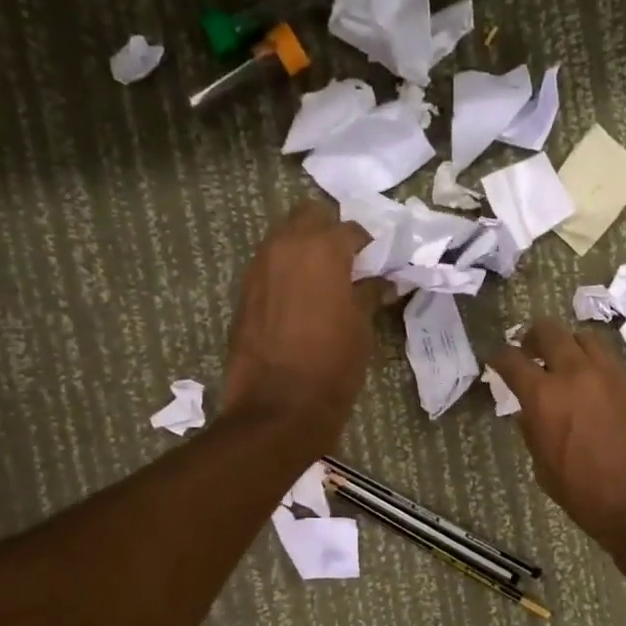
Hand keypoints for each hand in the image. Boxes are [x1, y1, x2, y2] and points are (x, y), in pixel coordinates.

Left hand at [223, 200, 384, 442]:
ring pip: (284, 238)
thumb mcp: (361, 329)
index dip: (369, 247)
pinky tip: (301, 301)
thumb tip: (382, 282)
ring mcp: (259, 266)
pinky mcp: (244, 291)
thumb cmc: (332, 366)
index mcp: (322, 249)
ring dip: (305, 250)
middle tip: (348, 264)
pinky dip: (287, 272)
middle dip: (330, 232)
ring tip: (325, 283)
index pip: (352, 230)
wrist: (278, 408)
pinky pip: (270, 266)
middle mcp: (285, 246)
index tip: (378, 265)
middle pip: (309, 216)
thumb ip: (369, 295)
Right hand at [488, 319, 625, 565]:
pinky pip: (610, 363)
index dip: (498, 357)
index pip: (512, 360)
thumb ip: (535, 434)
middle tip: (529, 351)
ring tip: (565, 364)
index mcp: (545, 398)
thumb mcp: (547, 472)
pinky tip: (593, 389)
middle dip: (533, 337)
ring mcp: (611, 377)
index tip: (495, 360)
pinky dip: (595, 367)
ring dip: (569, 345)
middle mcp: (576, 375)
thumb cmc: (590, 499)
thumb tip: (530, 414)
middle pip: (550, 331)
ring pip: (585, 338)